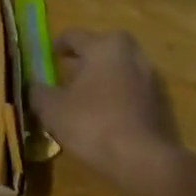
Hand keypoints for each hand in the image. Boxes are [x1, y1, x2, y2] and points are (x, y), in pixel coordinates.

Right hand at [29, 29, 182, 188]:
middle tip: (66, 76)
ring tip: (83, 99)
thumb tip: (34, 85)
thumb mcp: (53, 109)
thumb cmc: (93, 124)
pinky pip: (131, 93)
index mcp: (105, 47)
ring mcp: (151, 79)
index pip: (74, 36)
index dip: (57, 45)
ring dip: (102, 80)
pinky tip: (104, 117)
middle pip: (102, 50)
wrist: (144, 159)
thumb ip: (39, 92)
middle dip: (83, 61)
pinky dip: (117, 98)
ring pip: (119, 71)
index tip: (47, 56)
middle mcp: (132, 54)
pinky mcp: (161, 103)